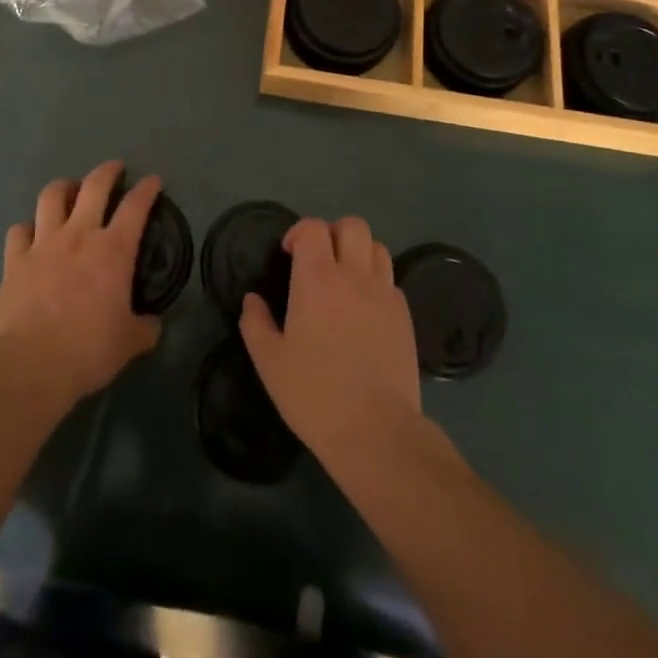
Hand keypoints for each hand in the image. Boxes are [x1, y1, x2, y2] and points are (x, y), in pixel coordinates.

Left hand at [0, 160, 162, 403]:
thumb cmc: (89, 349)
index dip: (147, 189)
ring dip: (64, 187)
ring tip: (69, 190)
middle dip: (107, 171)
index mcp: (113, 249)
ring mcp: (44, 242)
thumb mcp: (129, 342)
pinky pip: (19, 230)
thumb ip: (144, 328)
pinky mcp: (15, 258)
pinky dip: (28, 228)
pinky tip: (32, 234)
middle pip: (94, 186)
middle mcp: (80, 234)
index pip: (136, 206)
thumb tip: (153, 324)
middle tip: (114, 168)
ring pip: (52, 196)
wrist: (32, 364)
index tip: (153, 181)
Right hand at [240, 216, 422, 461]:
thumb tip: (252, 300)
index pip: (313, 228)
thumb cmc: (315, 394)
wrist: (376, 431)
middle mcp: (353, 276)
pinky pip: (391, 281)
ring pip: (377, 247)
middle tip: (320, 261)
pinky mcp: (404, 316)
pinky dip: (377, 283)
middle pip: (352, 226)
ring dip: (359, 253)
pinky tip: (365, 310)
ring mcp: (384, 294)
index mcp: (317, 279)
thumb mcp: (270, 363)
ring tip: (346, 279)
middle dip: (333, 233)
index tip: (289, 254)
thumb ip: (256, 324)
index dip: (300, 232)